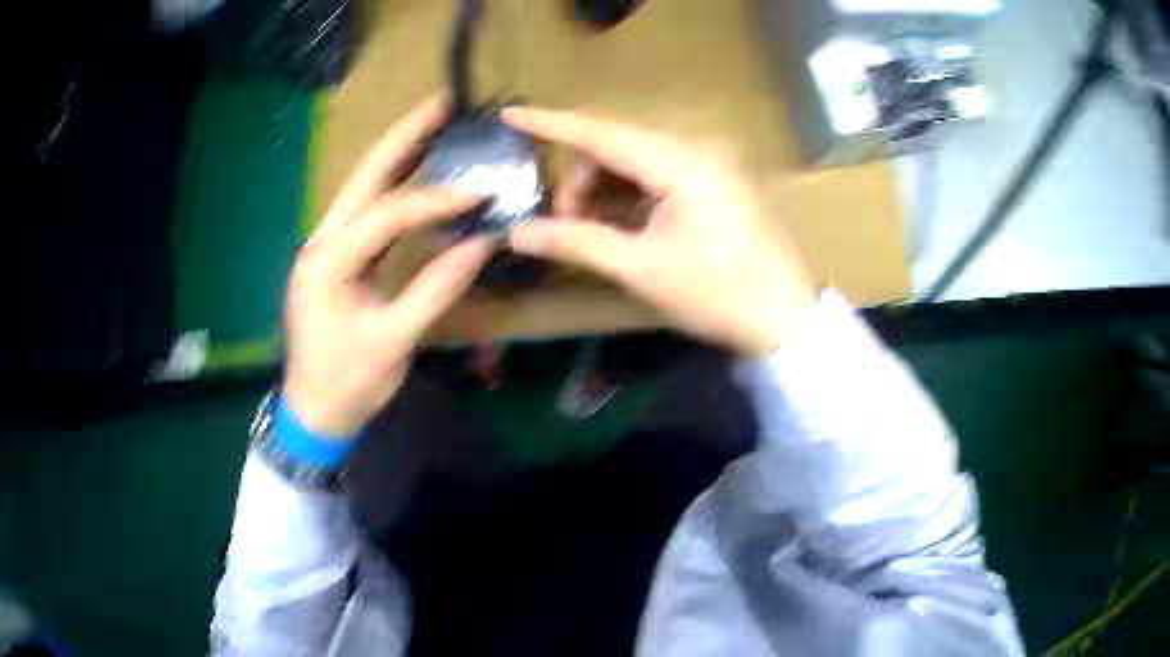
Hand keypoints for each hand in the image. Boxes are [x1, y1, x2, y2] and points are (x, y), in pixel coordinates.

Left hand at [284, 98, 493, 437]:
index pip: (387, 215)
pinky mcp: (337, 258)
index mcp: (328, 261)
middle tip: (442, 103)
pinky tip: (419, 173)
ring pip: (364, 189)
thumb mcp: (393, 340)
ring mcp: (326, 246)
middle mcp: (322, 241)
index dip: (436, 201)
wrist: (314, 411)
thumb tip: (484, 243)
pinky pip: (368, 213)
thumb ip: (436, 289)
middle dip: (404, 137)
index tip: (480, 194)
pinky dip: (396, 190)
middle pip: (365, 177)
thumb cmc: (348, 382)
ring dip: (399, 155)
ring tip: (434, 123)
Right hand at [502, 107, 815, 356]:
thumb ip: (577, 242)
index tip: (508, 115)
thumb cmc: (718, 293)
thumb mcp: (642, 269)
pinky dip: (633, 193)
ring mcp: (711, 162)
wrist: (787, 317)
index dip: (551, 123)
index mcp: (679, 161)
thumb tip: (518, 233)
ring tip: (593, 229)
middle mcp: (696, 147)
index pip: (601, 132)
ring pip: (638, 159)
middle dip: (582, 177)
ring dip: (606, 186)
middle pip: (618, 145)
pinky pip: (661, 173)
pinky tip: (623, 223)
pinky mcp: (718, 180)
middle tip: (564, 221)